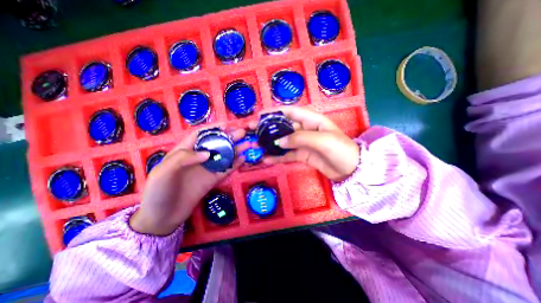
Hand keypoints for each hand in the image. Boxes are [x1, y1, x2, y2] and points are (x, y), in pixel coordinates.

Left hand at [129, 127, 247, 236]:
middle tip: (242, 133)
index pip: (200, 135)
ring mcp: (206, 169)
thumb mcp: (163, 172)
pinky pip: (225, 170)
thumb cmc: (158, 192)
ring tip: (247, 144)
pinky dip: (235, 164)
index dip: (213, 129)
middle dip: (229, 137)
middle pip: (215, 144)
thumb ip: (184, 158)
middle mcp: (198, 158)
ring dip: (235, 149)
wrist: (162, 217)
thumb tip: (208, 153)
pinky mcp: (212, 180)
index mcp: (184, 151)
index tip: (227, 125)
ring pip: (223, 156)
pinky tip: (243, 159)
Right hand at [252, 107, 357, 182]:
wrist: (351, 169)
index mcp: (311, 120)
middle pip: (283, 127)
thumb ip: (299, 138)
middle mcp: (305, 129)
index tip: (259, 116)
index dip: (274, 112)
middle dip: (268, 128)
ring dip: (270, 144)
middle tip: (252, 132)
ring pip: (283, 141)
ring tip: (256, 146)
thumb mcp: (321, 140)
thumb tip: (279, 142)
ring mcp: (302, 143)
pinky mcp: (302, 155)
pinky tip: (267, 159)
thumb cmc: (340, 149)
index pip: (289, 112)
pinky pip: (287, 155)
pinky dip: (277, 157)